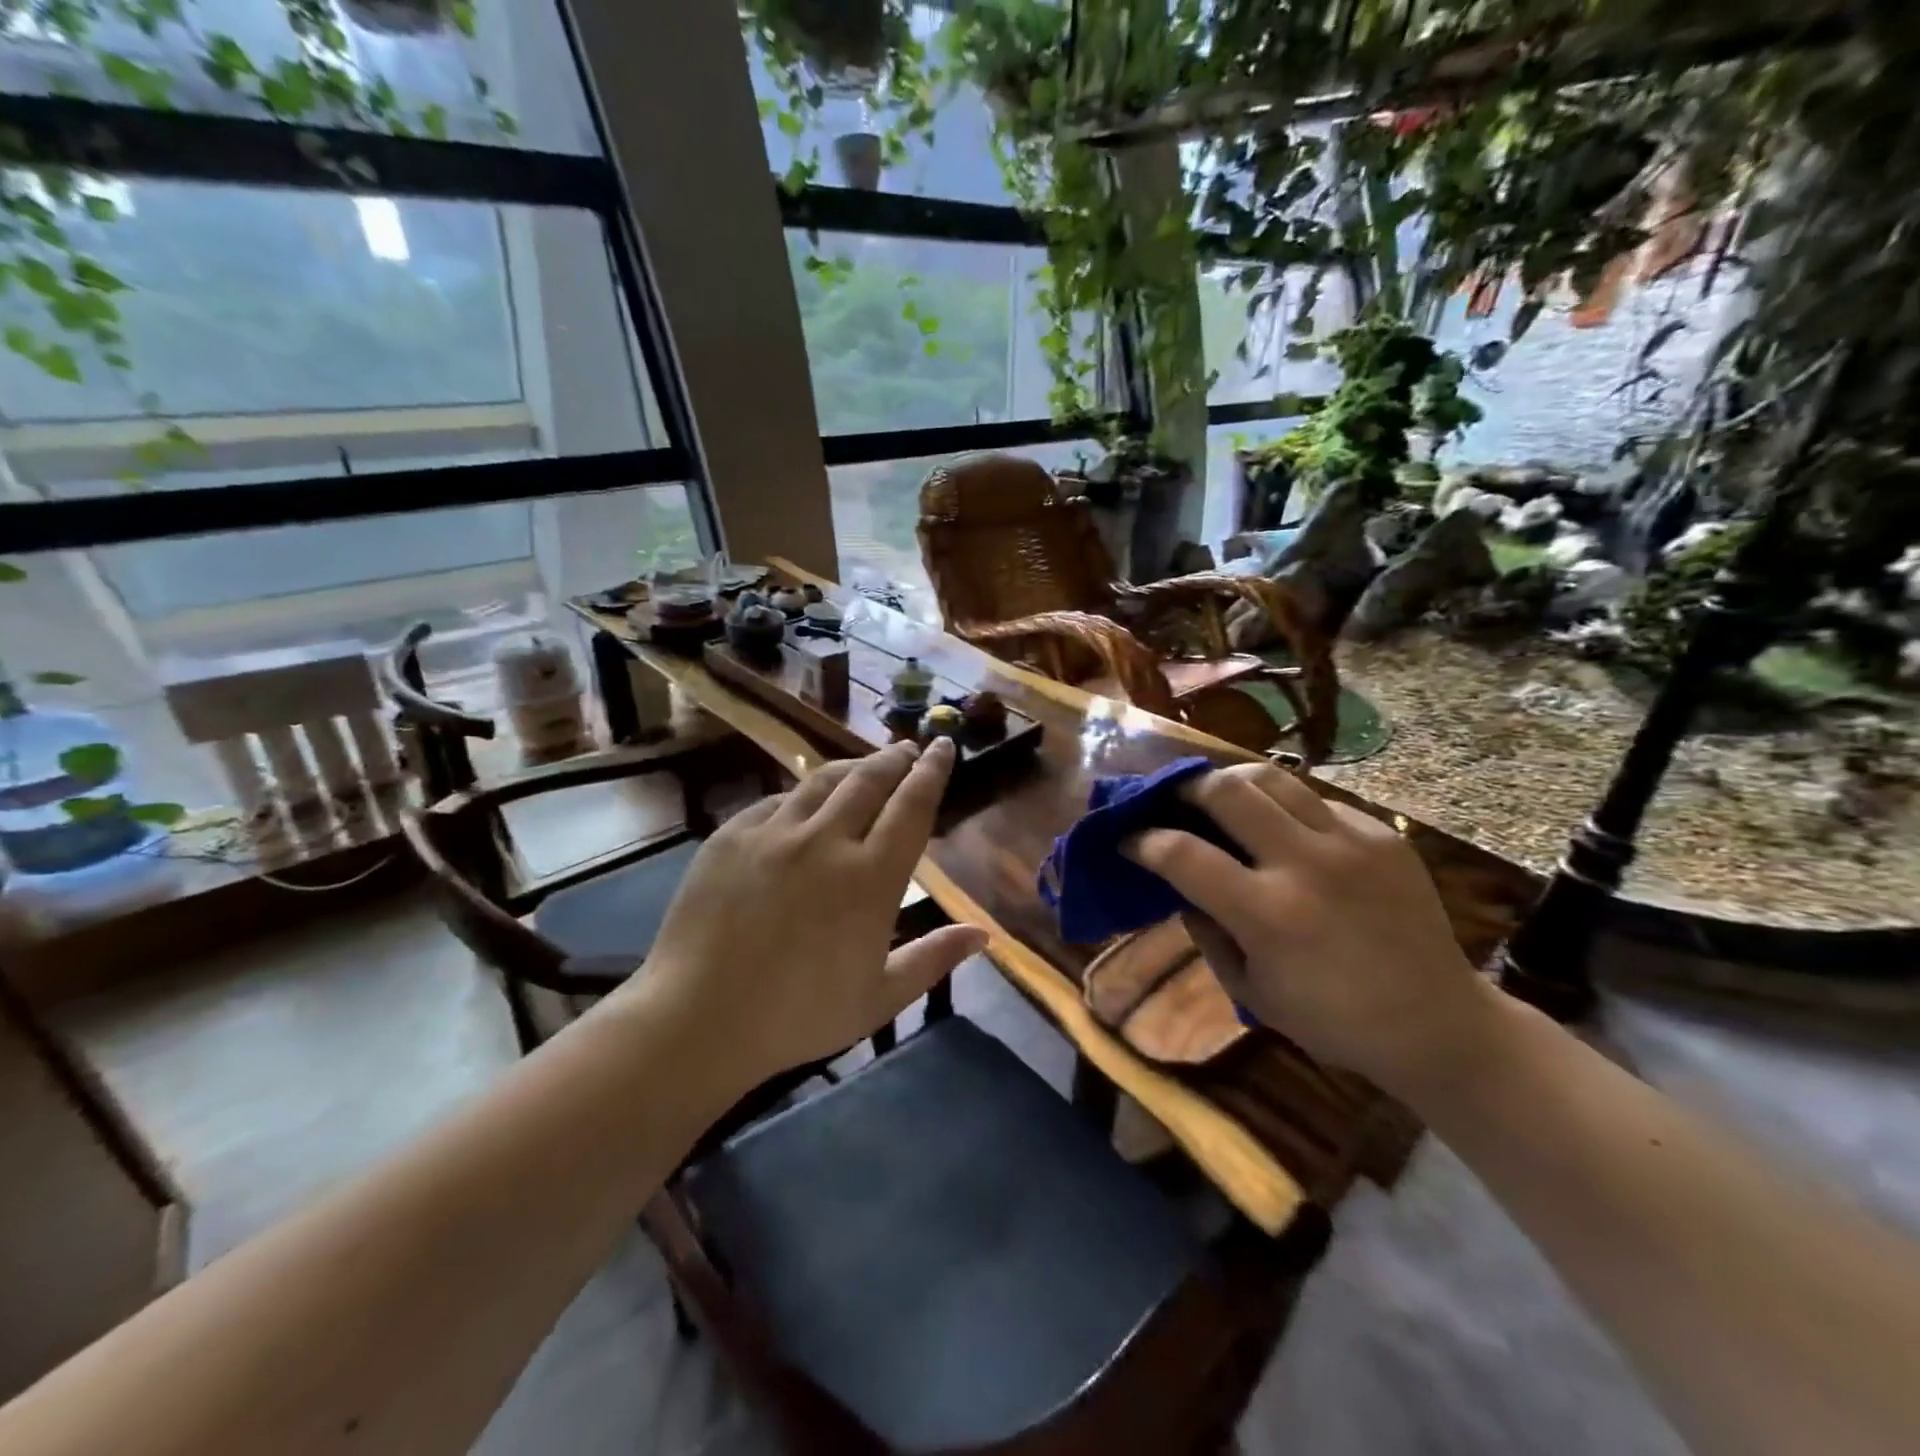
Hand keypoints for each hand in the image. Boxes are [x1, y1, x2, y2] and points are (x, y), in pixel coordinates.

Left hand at [635, 738, 987, 1087]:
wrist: (697, 1019)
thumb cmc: (799, 1016)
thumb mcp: (880, 997)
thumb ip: (935, 958)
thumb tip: (984, 933)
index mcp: (871, 878)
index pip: (912, 806)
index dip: (932, 771)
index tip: (944, 745)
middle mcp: (826, 840)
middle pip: (870, 779)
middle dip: (894, 758)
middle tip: (907, 749)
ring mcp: (774, 832)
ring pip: (823, 780)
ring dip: (851, 767)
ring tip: (864, 766)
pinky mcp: (732, 835)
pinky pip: (776, 801)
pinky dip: (801, 796)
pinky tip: (803, 803)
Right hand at [1126, 763, 1497, 1097]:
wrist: (1438, 1023)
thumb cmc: (1331, 1020)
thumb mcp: (1249, 989)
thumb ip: (1206, 929)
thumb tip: (1178, 883)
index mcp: (1268, 915)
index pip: (1183, 854)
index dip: (1144, 840)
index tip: (1129, 839)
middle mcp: (1306, 864)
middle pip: (1227, 790)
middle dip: (1186, 789)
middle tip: (1173, 801)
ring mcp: (1350, 842)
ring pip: (1273, 777)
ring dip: (1232, 782)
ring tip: (1220, 798)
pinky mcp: (1383, 834)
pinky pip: (1317, 799)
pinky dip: (1285, 807)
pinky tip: (1284, 831)